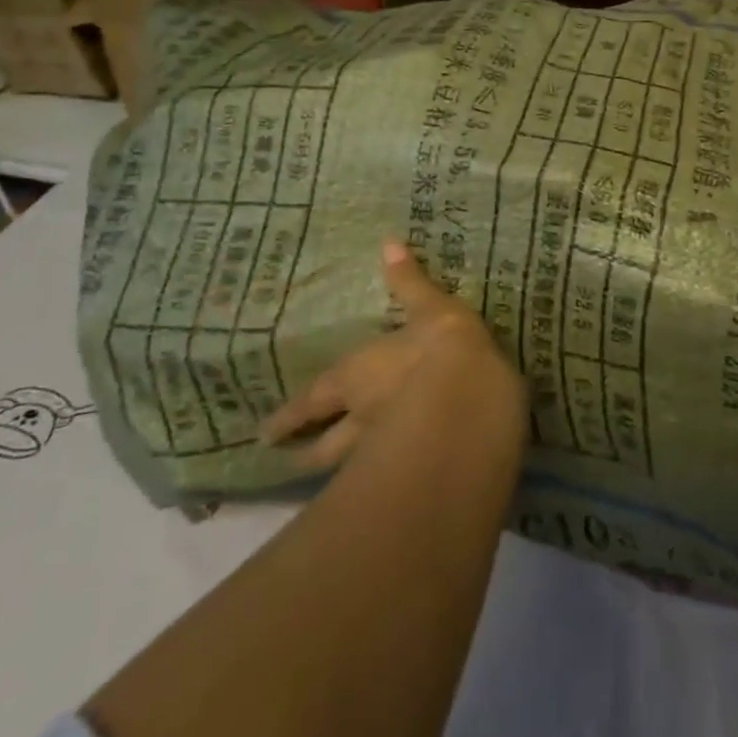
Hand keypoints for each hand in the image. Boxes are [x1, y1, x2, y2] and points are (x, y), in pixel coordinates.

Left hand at [259, 241, 524, 472]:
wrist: (472, 400)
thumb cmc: (444, 347)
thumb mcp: (432, 306)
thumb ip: (410, 282)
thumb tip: (388, 241)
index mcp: (360, 376)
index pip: (315, 400)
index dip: (291, 416)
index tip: (266, 434)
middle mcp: (361, 418)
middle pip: (322, 445)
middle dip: (304, 452)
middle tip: (287, 461)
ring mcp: (382, 454)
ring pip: (346, 470)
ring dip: (335, 475)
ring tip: (326, 490)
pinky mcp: (412, 475)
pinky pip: (385, 483)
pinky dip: (377, 487)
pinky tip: (383, 495)